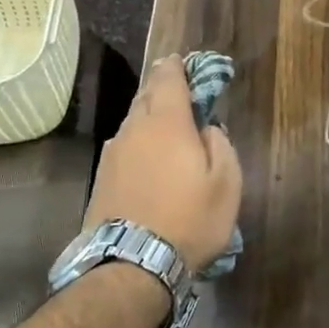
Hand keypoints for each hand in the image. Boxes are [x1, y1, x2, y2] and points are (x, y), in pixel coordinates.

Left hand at [83, 57, 241, 272]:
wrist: (131, 266)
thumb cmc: (189, 220)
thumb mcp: (226, 183)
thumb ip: (221, 145)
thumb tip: (208, 129)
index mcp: (167, 123)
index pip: (168, 78)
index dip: (176, 66)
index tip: (183, 61)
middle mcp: (134, 129)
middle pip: (146, 96)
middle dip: (162, 88)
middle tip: (178, 91)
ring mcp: (113, 154)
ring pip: (133, 122)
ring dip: (150, 117)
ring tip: (167, 127)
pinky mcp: (102, 179)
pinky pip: (124, 147)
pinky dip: (138, 144)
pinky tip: (149, 160)